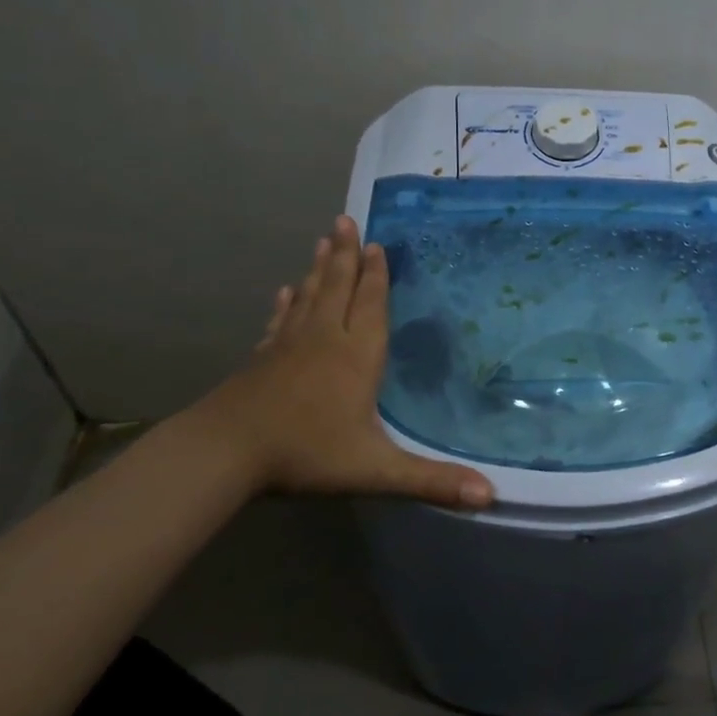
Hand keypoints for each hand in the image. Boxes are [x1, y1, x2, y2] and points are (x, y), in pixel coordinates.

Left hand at [196, 216, 494, 507]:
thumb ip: (432, 481)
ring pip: (308, 297)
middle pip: (337, 287)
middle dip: (345, 254)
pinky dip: (285, 304)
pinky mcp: (261, 360)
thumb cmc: (305, 453)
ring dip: (318, 268)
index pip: (370, 305)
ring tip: (323, 240)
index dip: (376, 275)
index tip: (377, 243)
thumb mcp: (376, 470)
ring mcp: (287, 347)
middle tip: (345, 219)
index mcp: (355, 356)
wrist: (224, 453)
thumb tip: (492, 496)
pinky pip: (279, 321)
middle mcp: (323, 340)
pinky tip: (285, 292)